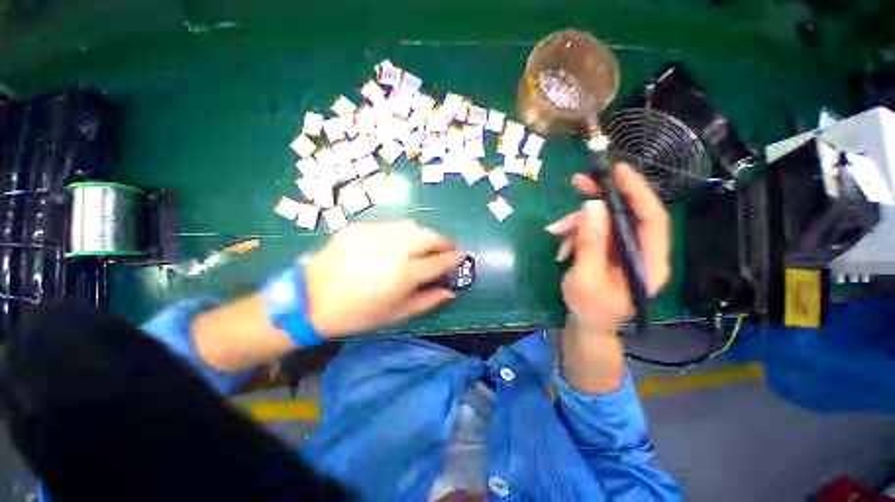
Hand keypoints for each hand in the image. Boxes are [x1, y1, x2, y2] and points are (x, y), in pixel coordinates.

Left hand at [305, 221, 464, 336]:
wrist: (310, 299)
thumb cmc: (356, 314)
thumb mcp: (396, 315)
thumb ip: (428, 301)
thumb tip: (450, 291)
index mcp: (401, 276)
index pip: (437, 262)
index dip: (453, 259)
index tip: (462, 257)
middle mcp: (391, 250)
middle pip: (428, 237)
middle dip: (444, 241)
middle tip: (448, 249)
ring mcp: (373, 234)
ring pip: (412, 226)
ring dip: (426, 234)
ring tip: (429, 244)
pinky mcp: (360, 227)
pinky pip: (392, 225)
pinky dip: (405, 232)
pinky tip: (404, 242)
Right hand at [547, 163, 670, 334]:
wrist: (586, 324)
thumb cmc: (590, 308)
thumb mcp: (586, 276)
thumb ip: (591, 242)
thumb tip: (593, 204)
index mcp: (649, 262)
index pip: (653, 219)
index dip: (638, 192)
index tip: (617, 171)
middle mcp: (641, 251)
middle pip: (627, 214)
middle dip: (601, 198)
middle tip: (577, 182)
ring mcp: (623, 250)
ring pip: (605, 221)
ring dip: (578, 222)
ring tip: (555, 231)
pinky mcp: (608, 251)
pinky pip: (593, 231)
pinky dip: (575, 233)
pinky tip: (562, 247)